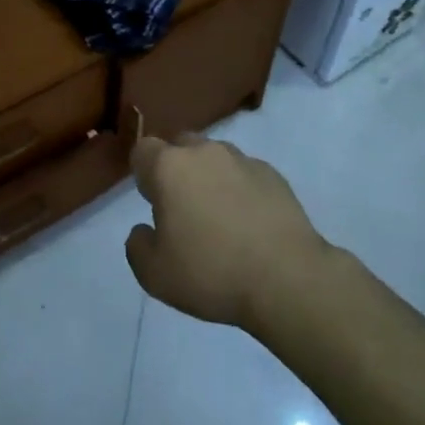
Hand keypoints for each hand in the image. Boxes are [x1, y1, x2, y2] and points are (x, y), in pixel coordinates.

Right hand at [126, 132, 330, 332]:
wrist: (287, 278)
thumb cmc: (212, 273)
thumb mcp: (155, 275)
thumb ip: (138, 246)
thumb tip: (144, 230)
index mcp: (170, 167)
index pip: (143, 150)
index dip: (143, 174)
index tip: (152, 202)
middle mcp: (204, 152)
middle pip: (180, 146)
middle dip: (177, 169)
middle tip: (184, 209)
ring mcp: (242, 160)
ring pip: (215, 157)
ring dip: (210, 177)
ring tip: (220, 217)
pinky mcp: (273, 174)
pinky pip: (246, 173)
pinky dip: (241, 189)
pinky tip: (250, 224)